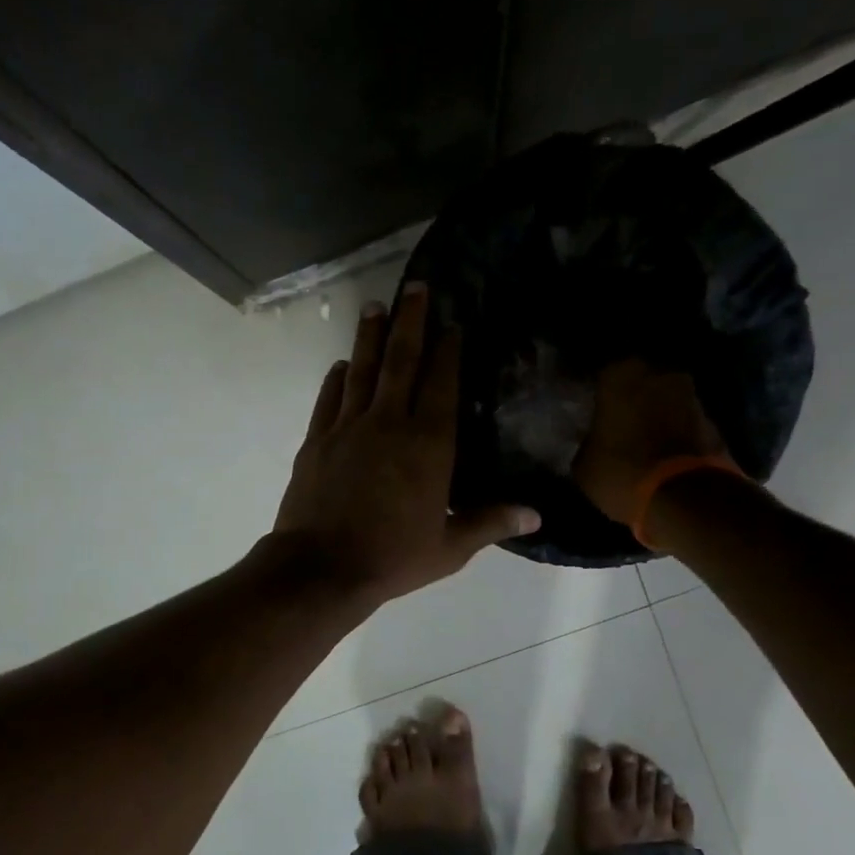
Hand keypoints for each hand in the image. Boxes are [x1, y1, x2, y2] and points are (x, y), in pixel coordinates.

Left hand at [272, 282, 539, 605]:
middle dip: (411, 321)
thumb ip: (490, 522)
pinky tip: (342, 364)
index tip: (452, 325)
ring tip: (377, 306)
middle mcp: (389, 423)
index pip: (441, 384)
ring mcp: (348, 427)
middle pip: (402, 361)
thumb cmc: (392, 557)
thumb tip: (537, 514)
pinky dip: (338, 377)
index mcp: (429, 444)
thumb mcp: (449, 547)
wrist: (322, 568)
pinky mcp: (317, 439)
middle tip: (415, 287)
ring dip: (371, 336)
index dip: (448, 351)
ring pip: (363, 369)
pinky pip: (329, 397)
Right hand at [572, 359, 734, 523]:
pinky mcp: (713, 422)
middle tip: (616, 422)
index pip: (600, 374)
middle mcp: (659, 374)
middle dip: (630, 398)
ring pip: (665, 399)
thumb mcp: (584, 465)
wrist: (686, 499)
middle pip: (639, 381)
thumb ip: (587, 442)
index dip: (594, 392)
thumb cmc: (622, 473)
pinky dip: (675, 432)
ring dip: (656, 414)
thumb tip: (591, 440)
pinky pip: (684, 421)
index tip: (587, 410)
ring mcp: (691, 396)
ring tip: (642, 439)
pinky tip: (664, 452)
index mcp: (619, 375)